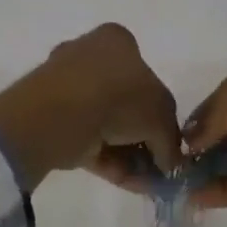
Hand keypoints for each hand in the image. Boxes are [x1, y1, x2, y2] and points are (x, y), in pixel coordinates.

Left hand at [0, 24, 182, 190]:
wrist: (61, 114)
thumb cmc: (119, 96)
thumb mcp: (161, 113)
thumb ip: (170, 138)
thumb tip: (171, 163)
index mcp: (116, 42)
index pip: (146, 76)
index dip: (161, 113)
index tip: (168, 142)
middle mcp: (89, 60)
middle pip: (126, 107)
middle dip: (144, 142)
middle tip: (158, 168)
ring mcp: (67, 93)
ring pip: (108, 129)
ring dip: (130, 158)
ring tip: (147, 184)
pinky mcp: (54, 125)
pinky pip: (90, 144)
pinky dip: (111, 164)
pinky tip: (130, 185)